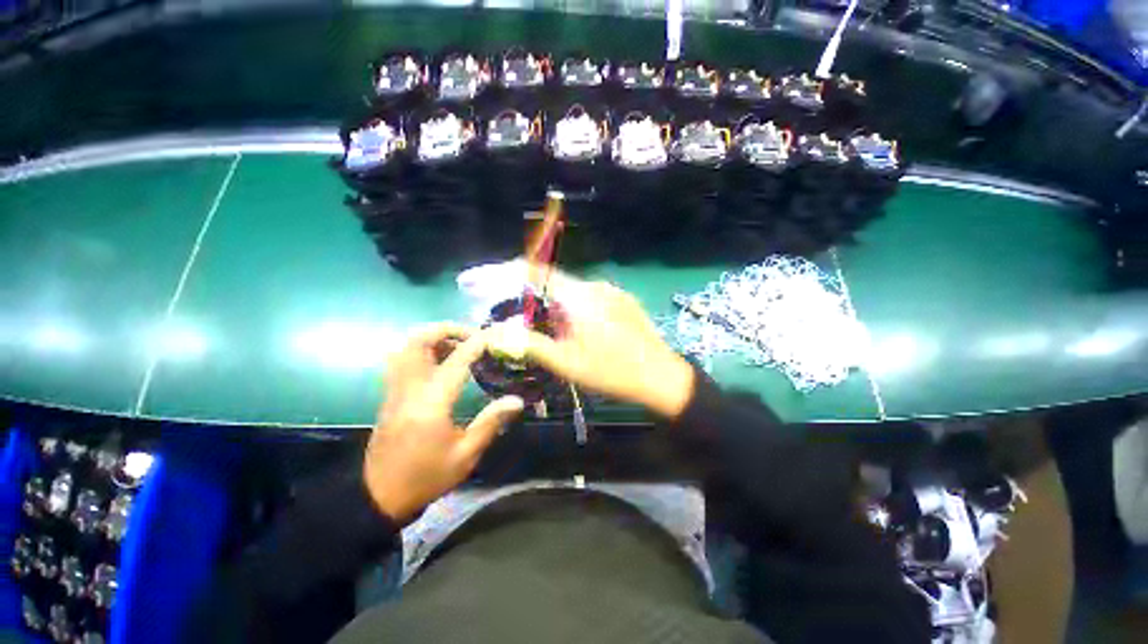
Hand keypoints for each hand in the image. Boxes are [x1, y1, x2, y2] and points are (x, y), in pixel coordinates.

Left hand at [364, 323, 524, 524]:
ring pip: (406, 347)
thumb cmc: (426, 477)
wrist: (379, 497)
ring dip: (433, 338)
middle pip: (418, 341)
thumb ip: (491, 422)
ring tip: (458, 346)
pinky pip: (402, 360)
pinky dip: (422, 350)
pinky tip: (440, 363)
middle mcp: (409, 389)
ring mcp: (395, 391)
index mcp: (431, 403)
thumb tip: (517, 400)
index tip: (495, 335)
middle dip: (446, 329)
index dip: (477, 342)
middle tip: (472, 336)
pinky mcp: (390, 396)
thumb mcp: (465, 455)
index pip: (456, 360)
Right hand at [500, 269, 694, 418]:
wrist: (661, 376)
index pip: (540, 271)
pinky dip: (581, 307)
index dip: (516, 271)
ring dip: (562, 305)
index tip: (498, 276)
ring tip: (562, 331)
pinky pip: (595, 297)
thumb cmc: (610, 371)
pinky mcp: (625, 300)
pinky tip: (588, 331)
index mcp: (578, 296)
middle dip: (540, 297)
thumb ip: (529, 344)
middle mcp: (595, 285)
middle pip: (558, 283)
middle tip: (532, 321)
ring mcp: (614, 291)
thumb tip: (496, 334)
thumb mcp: (566, 362)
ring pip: (577, 292)